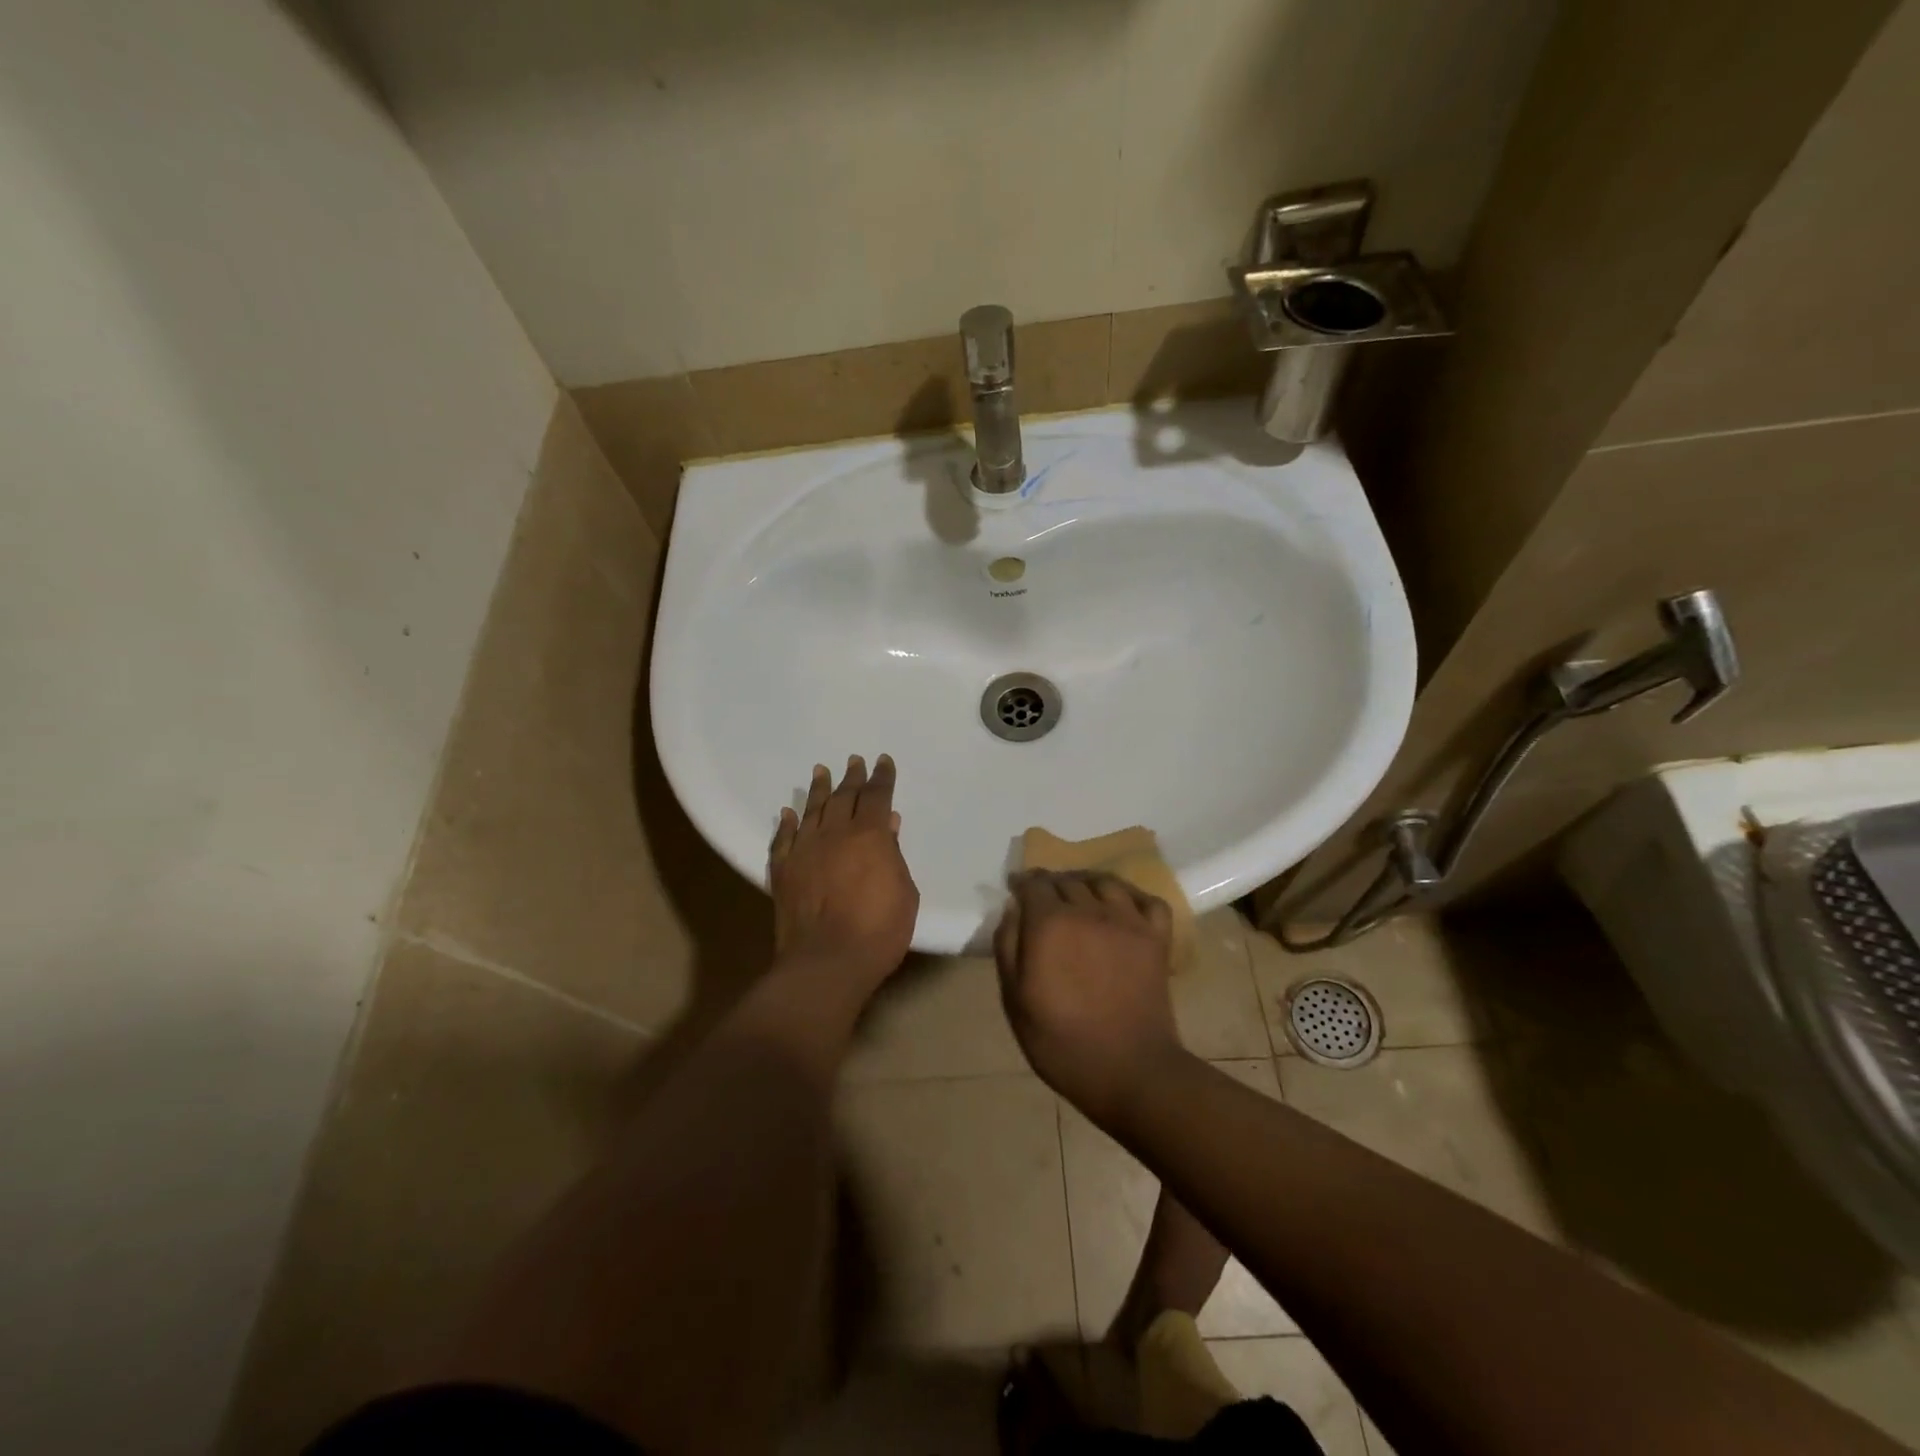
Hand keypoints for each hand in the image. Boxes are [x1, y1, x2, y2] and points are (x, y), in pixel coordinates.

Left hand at [770, 754, 918, 999]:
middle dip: (852, 777)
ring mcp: (804, 850)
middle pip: (843, 797)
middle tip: (854, 761)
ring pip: (811, 810)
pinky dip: (787, 823)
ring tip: (820, 771)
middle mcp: (834, 833)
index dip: (881, 777)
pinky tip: (788, 813)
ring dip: (818, 789)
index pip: (876, 796)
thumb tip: (887, 823)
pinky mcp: (783, 870)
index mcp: (869, 836)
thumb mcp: (904, 892)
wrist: (826, 962)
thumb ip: (893, 854)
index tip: (883, 762)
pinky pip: (784, 838)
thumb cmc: (879, 931)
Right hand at [993, 871, 1185, 1125]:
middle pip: (1067, 880)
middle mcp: (1089, 910)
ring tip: (1080, 895)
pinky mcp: (1156, 937)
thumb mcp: (1015, 1000)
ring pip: (1104, 881)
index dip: (1022, 883)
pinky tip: (1122, 907)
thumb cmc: (1061, 1042)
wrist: (1130, 1071)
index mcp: (1050, 923)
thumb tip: (1013, 909)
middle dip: (1051, 884)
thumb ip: (1008, 947)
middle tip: (1044, 899)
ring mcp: (1128, 921)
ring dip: (1087, 883)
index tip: (1015, 888)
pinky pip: (1147, 899)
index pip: (1034, 884)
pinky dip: (1132, 896)